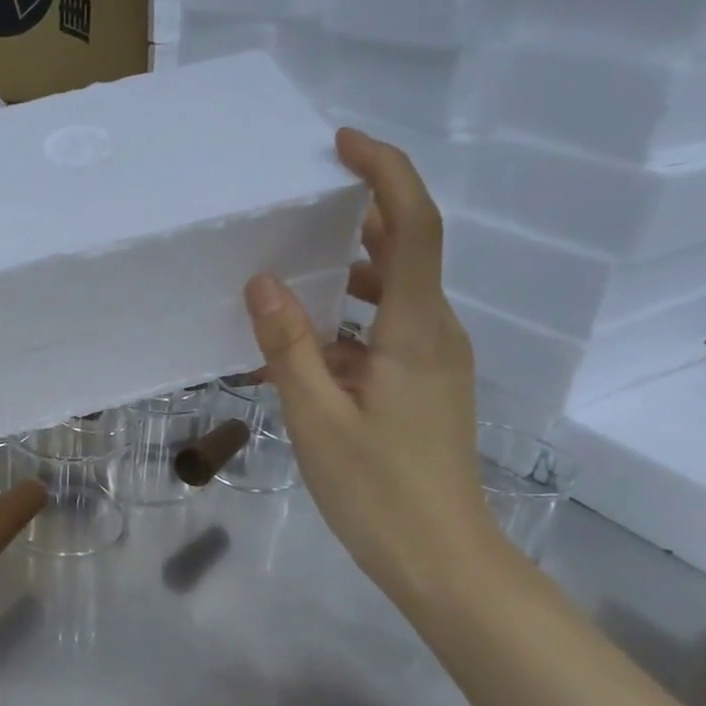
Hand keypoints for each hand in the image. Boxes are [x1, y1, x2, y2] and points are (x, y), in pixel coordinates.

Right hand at [243, 129, 499, 599]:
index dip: (384, 174)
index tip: (342, 146)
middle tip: (293, 216)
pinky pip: (383, 339)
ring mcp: (434, 363)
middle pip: (403, 255)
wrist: (441, 560)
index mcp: (417, 330)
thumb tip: (263, 281)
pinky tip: (296, 356)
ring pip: (390, 300)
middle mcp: (436, 334)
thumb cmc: (379, 492)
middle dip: (353, 226)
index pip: (414, 226)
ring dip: (341, 285)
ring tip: (281, 285)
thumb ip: (290, 347)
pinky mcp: (424, 389)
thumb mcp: (318, 418)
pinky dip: (343, 333)